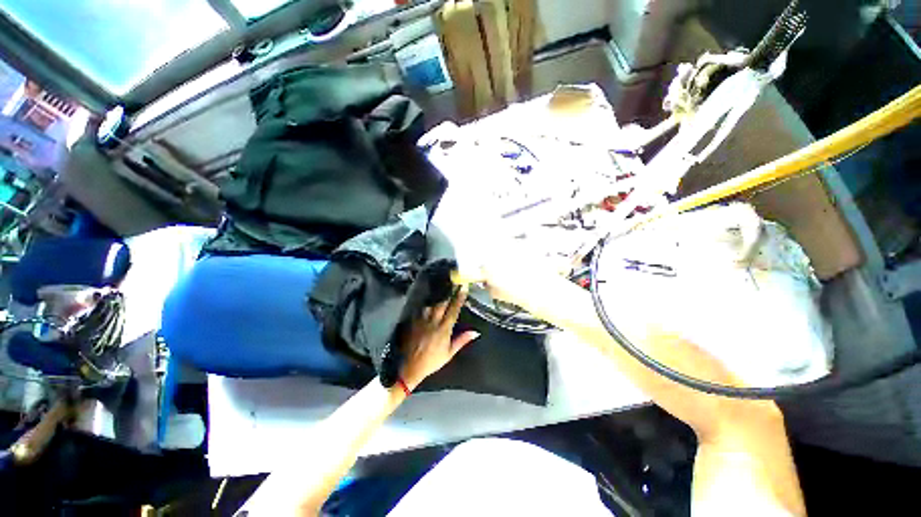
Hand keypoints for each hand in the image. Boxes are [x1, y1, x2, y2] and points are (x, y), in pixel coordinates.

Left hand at [400, 286, 479, 389]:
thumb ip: (461, 340)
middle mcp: (433, 321)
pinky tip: (429, 299)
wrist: (408, 366)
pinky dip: (427, 303)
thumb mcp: (449, 353)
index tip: (463, 287)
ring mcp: (422, 319)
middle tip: (454, 284)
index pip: (453, 310)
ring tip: (442, 289)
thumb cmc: (431, 361)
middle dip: (449, 293)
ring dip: (438, 296)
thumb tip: (476, 332)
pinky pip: (421, 308)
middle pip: (442, 303)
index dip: (459, 298)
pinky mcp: (413, 320)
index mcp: (444, 329)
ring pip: (431, 303)